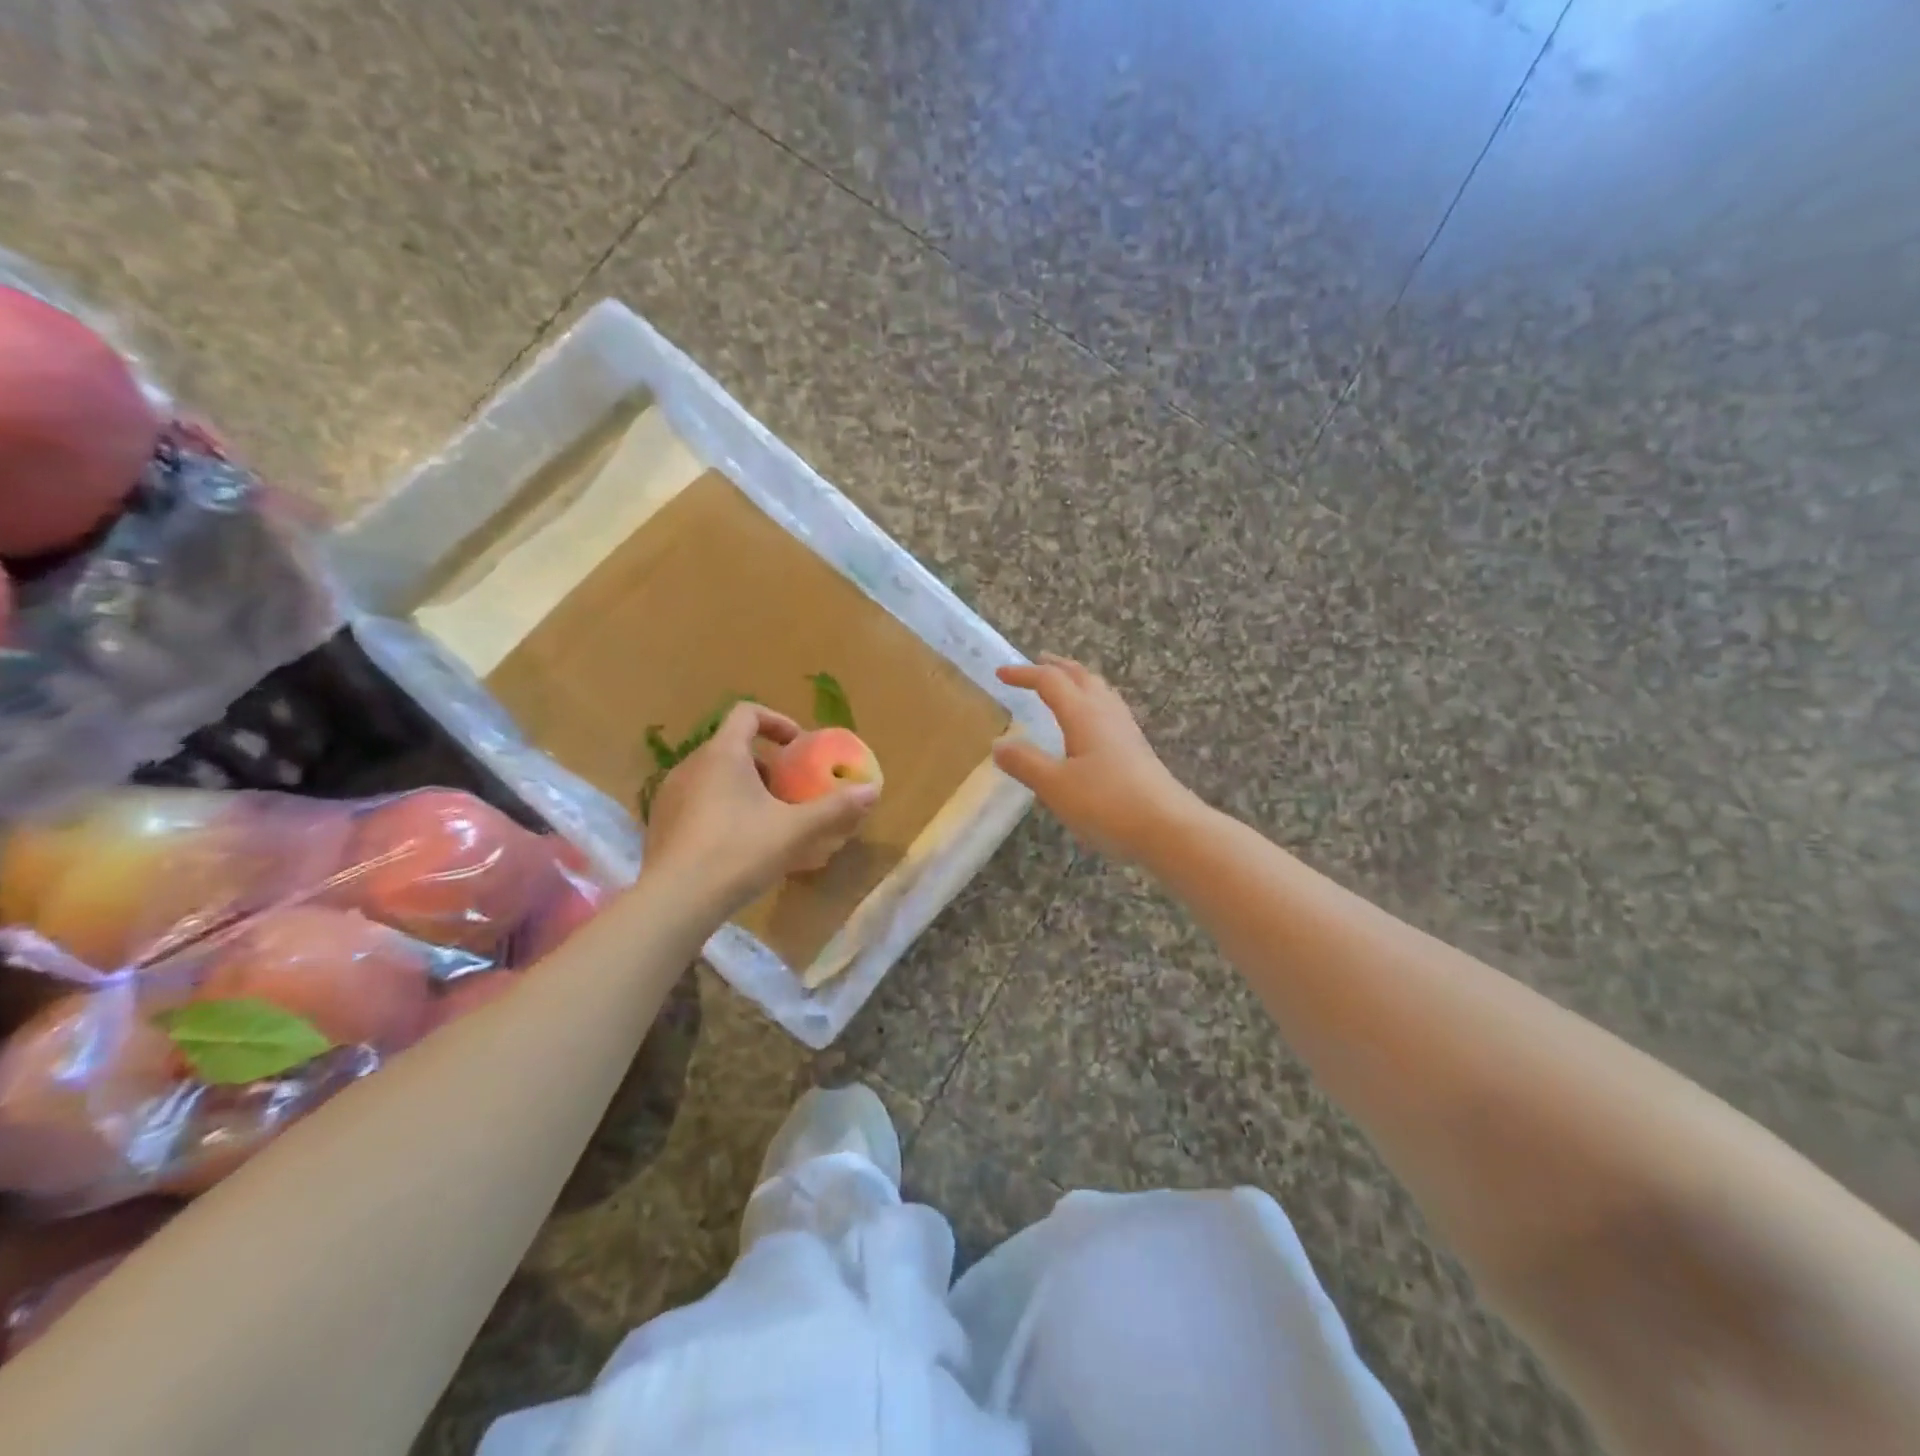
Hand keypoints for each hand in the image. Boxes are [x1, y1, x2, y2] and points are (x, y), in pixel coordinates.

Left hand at [644, 703, 879, 913]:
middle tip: (789, 790)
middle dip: (766, 764)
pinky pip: (697, 801)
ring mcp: (670, 794)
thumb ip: (835, 808)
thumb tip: (873, 790)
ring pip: (714, 776)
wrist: (675, 901)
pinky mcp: (661, 823)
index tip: (798, 746)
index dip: (777, 721)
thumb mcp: (795, 830)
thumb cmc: (738, 852)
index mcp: (722, 754)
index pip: (746, 713)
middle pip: (732, 747)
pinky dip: (721, 808)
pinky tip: (737, 844)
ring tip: (767, 819)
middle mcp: (690, 765)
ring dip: (743, 787)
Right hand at [992, 654, 1196, 862]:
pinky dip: (1092, 702)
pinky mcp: (1137, 750)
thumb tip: (999, 745)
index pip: (1050, 681)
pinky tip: (1091, 723)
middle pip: (1081, 677)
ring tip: (1064, 685)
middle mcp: (1106, 714)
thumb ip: (1026, 763)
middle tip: (1037, 663)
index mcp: (1083, 714)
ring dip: (1078, 681)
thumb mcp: (1056, 786)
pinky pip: (1110, 710)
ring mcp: (1126, 731)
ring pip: (1100, 691)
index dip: (1025, 674)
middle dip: (1057, 667)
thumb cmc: (1107, 803)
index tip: (1001, 674)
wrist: (1168, 828)